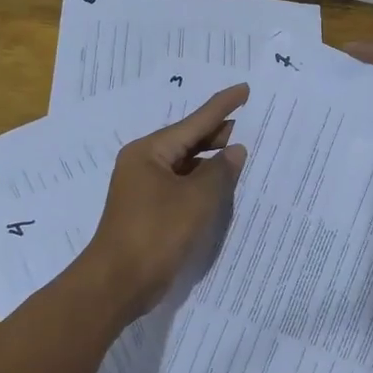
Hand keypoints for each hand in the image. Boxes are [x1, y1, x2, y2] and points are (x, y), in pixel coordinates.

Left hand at [81, 83, 248, 316]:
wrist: (118, 282)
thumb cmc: (156, 233)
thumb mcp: (197, 199)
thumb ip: (220, 171)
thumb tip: (235, 151)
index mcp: (149, 151)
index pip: (194, 122)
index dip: (222, 106)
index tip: (244, 89)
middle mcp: (144, 163)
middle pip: (188, 141)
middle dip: (219, 134)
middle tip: (254, 125)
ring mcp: (145, 188)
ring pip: (186, 165)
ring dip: (213, 162)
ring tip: (245, 154)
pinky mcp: (151, 211)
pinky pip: (183, 186)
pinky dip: (203, 183)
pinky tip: (224, 186)